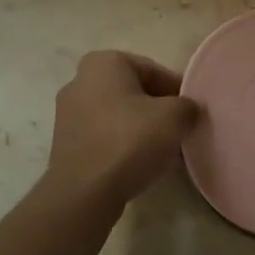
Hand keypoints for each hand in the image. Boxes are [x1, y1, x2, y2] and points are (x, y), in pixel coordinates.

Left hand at [45, 51, 198, 207]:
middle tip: (178, 131)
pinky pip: (103, 136)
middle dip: (157, 109)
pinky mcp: (64, 143)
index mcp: (104, 62)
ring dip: (140, 128)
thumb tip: (187, 111)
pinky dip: (121, 144)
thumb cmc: (130, 141)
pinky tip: (138, 163)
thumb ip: (188, 106)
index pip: (154, 71)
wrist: (84, 192)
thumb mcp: (175, 117)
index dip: (177, 92)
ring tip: (161, 151)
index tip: (190, 114)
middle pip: (133, 92)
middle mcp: (80, 80)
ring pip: (118, 115)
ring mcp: (67, 113)